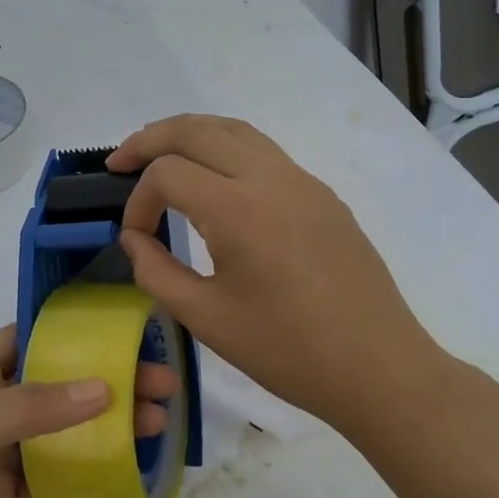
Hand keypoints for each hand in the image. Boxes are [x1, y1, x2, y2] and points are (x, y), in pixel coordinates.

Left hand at [0, 326, 175, 497]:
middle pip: (56, 384)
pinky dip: (90, 466)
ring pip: (62, 429)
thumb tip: (104, 386)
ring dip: (106, 422)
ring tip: (159, 419)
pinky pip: (55, 474)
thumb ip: (28, 409)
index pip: (29, 337)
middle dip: (105, 379)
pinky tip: (128, 460)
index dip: (76, 331)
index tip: (129, 327)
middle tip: (162, 380)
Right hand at [109, 115, 444, 426]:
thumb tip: (133, 239)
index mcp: (238, 209)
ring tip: (159, 153)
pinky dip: (225, 148)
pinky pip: (264, 150)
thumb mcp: (206, 319)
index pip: (167, 173)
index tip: (134, 237)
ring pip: (234, 130)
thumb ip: (156, 272)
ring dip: (189, 133)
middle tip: (119, 160)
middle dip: (150, 139)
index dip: (138, 200)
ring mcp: (302, 180)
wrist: (379, 368)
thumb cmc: (288, 351)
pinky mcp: (321, 194)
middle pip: (197, 130)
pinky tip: (214, 179)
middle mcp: (270, 178)